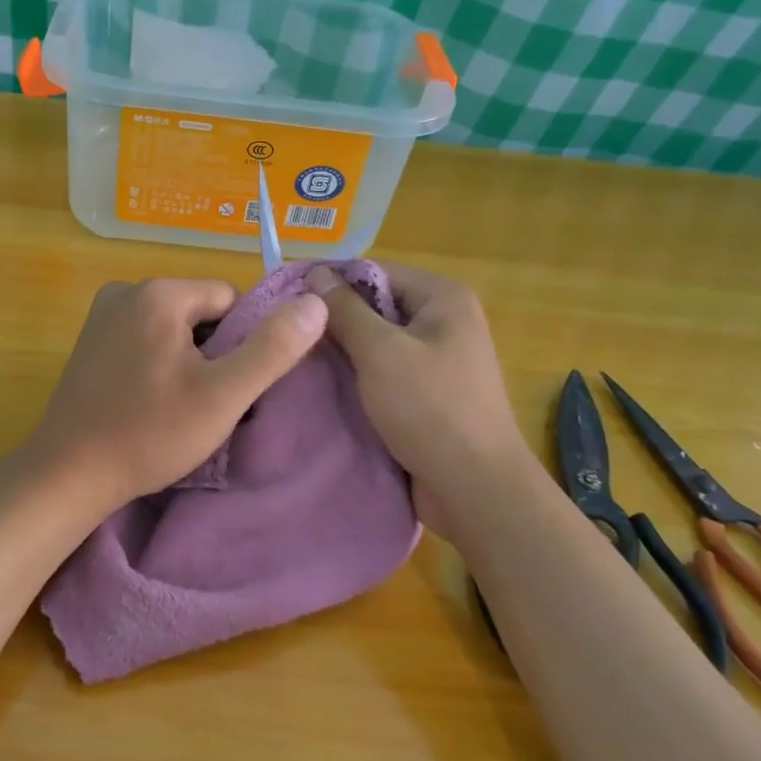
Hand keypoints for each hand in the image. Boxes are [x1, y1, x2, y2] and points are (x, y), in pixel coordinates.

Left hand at [27, 277, 327, 506]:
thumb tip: (316, 303)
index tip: (226, 387)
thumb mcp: (222, 396)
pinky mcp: (89, 342)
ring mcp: (101, 316)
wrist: (69, 474)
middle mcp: (126, 290)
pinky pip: (144, 341)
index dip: (240, 344)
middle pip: (200, 312)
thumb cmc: (149, 434)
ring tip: (175, 408)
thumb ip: (272, 349)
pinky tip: (150, 403)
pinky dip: (157, 366)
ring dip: (186, 362)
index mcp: (159, 293)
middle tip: (201, 404)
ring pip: (173, 329)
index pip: (230, 300)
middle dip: (212, 353)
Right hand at [304, 264, 529, 530]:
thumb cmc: (429, 408)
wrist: (474, 488)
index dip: (331, 282)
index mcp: (444, 299)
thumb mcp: (380, 351)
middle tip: (287, 336)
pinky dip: (357, 379)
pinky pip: (384, 374)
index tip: (287, 302)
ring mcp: (438, 362)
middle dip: (335, 320)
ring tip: (297, 361)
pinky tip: (324, 389)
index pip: (376, 272)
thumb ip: (346, 310)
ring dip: (343, 353)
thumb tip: (316, 272)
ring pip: (377, 344)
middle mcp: (445, 323)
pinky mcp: (427, 396)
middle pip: (377, 307)